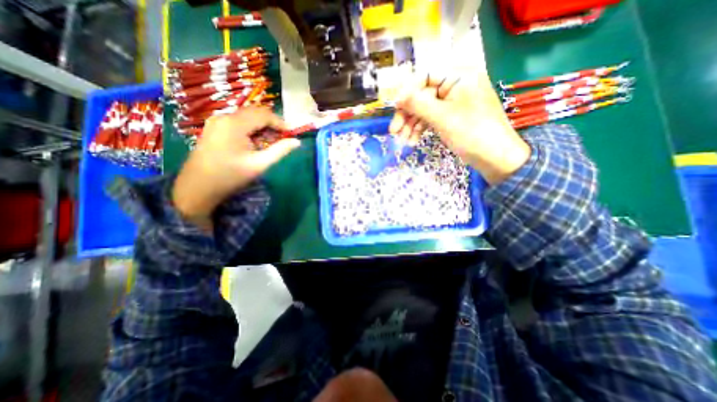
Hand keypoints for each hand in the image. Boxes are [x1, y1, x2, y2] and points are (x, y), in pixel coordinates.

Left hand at [173, 106, 299, 230]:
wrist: (197, 188)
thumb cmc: (230, 176)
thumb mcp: (259, 164)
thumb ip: (280, 151)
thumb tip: (297, 142)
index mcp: (234, 124)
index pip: (264, 114)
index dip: (280, 123)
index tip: (291, 135)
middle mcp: (224, 117)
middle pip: (255, 113)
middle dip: (272, 124)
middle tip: (282, 139)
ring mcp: (217, 122)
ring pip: (247, 117)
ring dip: (262, 127)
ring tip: (270, 143)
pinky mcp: (214, 128)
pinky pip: (238, 123)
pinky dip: (251, 130)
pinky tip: (255, 144)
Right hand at [388, 72, 530, 184]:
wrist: (495, 157)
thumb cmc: (471, 132)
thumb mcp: (442, 117)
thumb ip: (418, 104)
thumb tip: (398, 97)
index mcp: (459, 76)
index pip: (426, 75)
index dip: (408, 91)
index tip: (396, 108)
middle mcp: (455, 86)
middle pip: (423, 96)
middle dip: (407, 114)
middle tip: (394, 131)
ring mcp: (453, 103)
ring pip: (425, 110)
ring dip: (411, 125)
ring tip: (402, 141)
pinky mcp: (451, 118)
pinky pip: (431, 119)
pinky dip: (421, 129)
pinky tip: (412, 141)